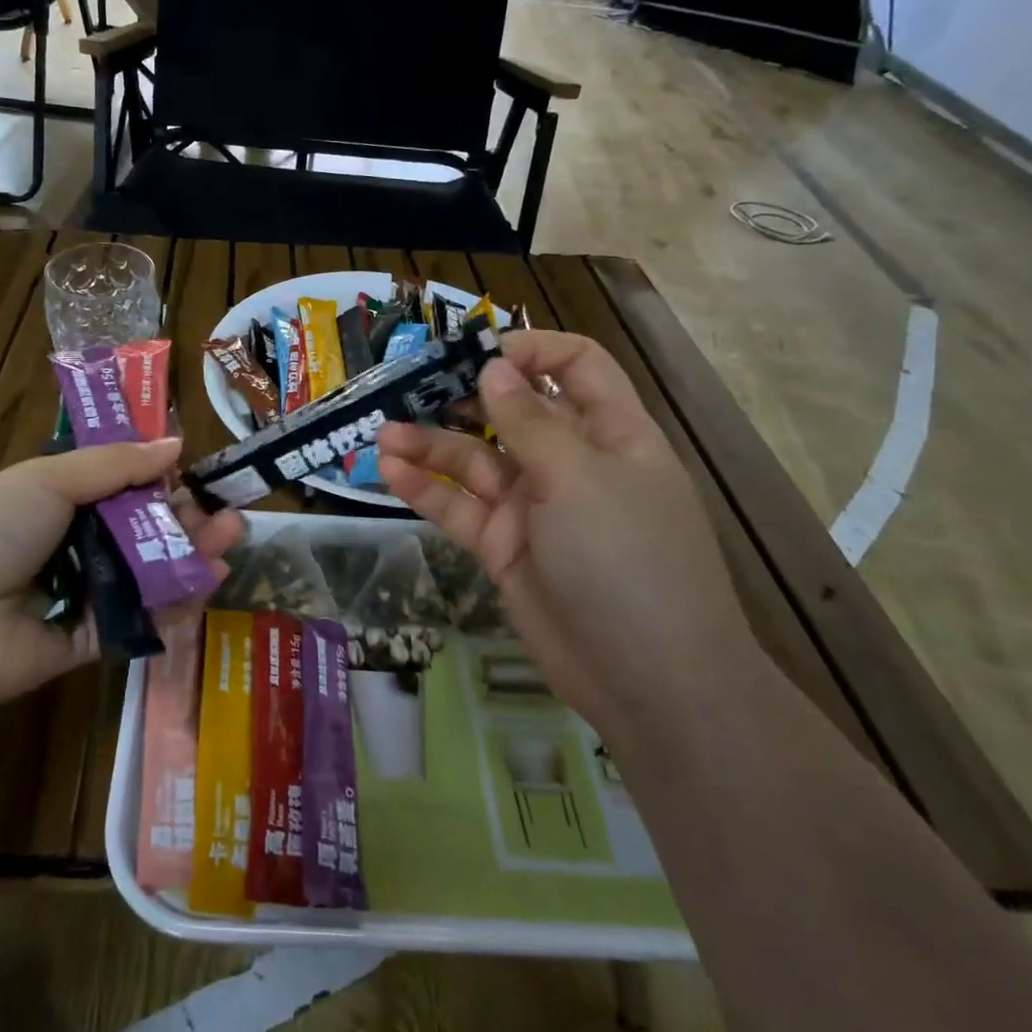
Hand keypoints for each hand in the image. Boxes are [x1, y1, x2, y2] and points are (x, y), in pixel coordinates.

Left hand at [0, 437, 243, 710]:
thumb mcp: (48, 480)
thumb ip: (116, 464)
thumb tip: (175, 443)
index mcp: (58, 499)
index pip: (122, 485)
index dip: (161, 479)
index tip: (197, 475)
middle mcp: (74, 544)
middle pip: (144, 529)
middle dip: (187, 520)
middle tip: (227, 515)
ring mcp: (84, 594)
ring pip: (150, 572)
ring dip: (191, 556)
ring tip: (229, 542)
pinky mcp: (92, 639)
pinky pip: (140, 618)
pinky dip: (174, 603)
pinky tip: (207, 583)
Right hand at [376, 331, 756, 734]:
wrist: (648, 681)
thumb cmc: (628, 560)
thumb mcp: (580, 479)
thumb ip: (530, 422)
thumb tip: (494, 367)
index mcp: (611, 433)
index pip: (575, 367)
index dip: (530, 350)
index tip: (477, 352)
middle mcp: (570, 463)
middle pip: (512, 412)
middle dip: (463, 397)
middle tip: (409, 387)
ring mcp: (534, 507)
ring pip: (475, 461)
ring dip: (430, 444)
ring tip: (383, 434)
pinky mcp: (504, 547)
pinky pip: (460, 508)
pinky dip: (426, 489)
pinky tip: (390, 471)